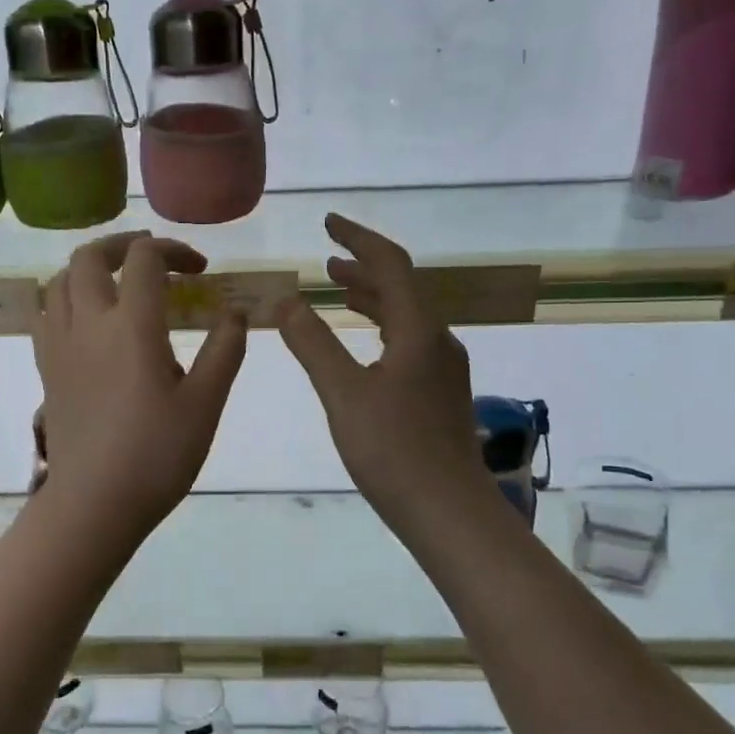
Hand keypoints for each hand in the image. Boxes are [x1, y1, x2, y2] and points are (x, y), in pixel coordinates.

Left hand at [33, 232, 246, 536]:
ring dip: (89, 268)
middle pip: (89, 256)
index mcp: (131, 325)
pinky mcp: (45, 368)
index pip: (145, 259)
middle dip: (124, 245)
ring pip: (59, 280)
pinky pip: (45, 313)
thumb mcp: (205, 405)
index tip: (199, 270)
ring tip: (118, 284)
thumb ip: (224, 351)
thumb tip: (235, 313)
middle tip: (153, 259)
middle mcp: (88, 323)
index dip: (173, 250)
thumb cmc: (156, 455)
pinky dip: (66, 298)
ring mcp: (59, 345)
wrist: (95, 503)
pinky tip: (87, 321)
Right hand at [277, 215, 489, 528]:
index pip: (390, 265)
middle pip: (401, 288)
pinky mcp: (440, 392)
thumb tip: (286, 301)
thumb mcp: (343, 394)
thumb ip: (313, 344)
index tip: (328, 223)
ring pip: (405, 316)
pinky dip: (380, 327)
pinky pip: (408, 341)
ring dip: (372, 298)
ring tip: (337, 291)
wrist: (448, 510)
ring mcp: (443, 368)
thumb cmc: (393, 450)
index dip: (358, 239)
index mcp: (418, 330)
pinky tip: (364, 345)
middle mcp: (437, 340)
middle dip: (363, 268)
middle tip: (325, 261)